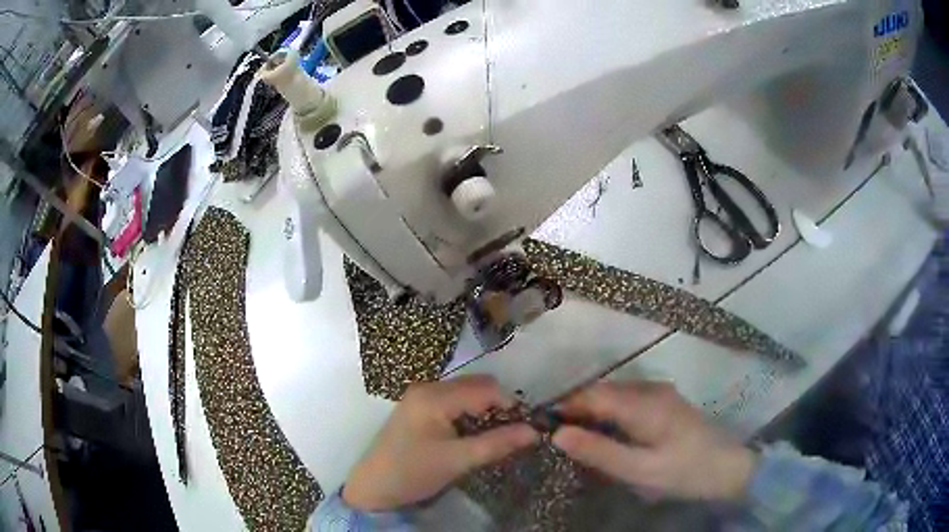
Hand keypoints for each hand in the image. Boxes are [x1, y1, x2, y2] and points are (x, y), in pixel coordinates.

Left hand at [343, 376, 538, 511]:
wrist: (373, 486)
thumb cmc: (413, 472)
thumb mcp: (458, 460)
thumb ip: (497, 443)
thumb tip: (535, 432)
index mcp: (434, 396)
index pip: (485, 388)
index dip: (511, 403)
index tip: (527, 426)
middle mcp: (427, 387)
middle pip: (476, 385)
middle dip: (499, 404)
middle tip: (513, 431)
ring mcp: (420, 395)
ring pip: (466, 391)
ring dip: (485, 408)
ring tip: (496, 433)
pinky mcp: (418, 406)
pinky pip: (453, 400)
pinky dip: (470, 411)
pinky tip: (474, 432)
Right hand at [551, 381, 756, 501]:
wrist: (728, 466)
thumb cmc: (684, 471)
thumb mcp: (639, 470)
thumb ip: (599, 451)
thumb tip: (557, 434)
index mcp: (643, 403)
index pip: (592, 394)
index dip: (564, 407)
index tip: (540, 427)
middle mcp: (650, 388)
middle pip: (601, 391)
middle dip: (575, 410)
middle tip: (556, 440)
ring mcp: (659, 392)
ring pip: (613, 394)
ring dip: (592, 412)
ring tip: (577, 440)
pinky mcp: (664, 401)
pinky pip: (626, 400)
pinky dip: (609, 414)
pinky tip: (606, 435)